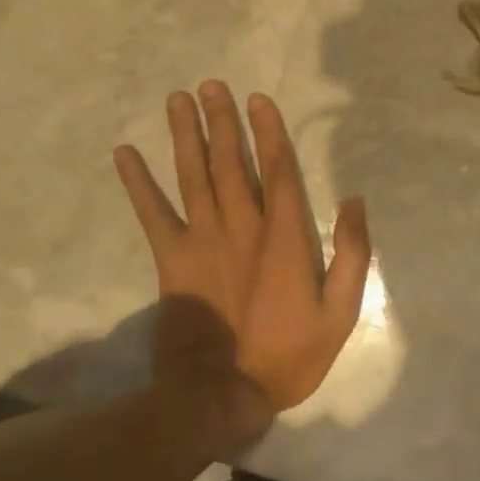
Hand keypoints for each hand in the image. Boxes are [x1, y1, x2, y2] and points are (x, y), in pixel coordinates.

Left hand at [114, 83, 371, 437]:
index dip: (269, 132)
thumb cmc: (289, 354)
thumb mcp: (340, 312)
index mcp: (285, 237)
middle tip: (212, 85)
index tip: (258, 99)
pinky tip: (125, 154)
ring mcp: (202, 241)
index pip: (279, 170)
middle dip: (223, 122)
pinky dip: (138, 184)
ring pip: (194, 177)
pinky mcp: (172, 261)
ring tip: (179, 100)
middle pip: (232, 163)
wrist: (221, 395)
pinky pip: (152, 215)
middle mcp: (242, 226)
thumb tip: (354, 201)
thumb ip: (352, 253)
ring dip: (186, 136)